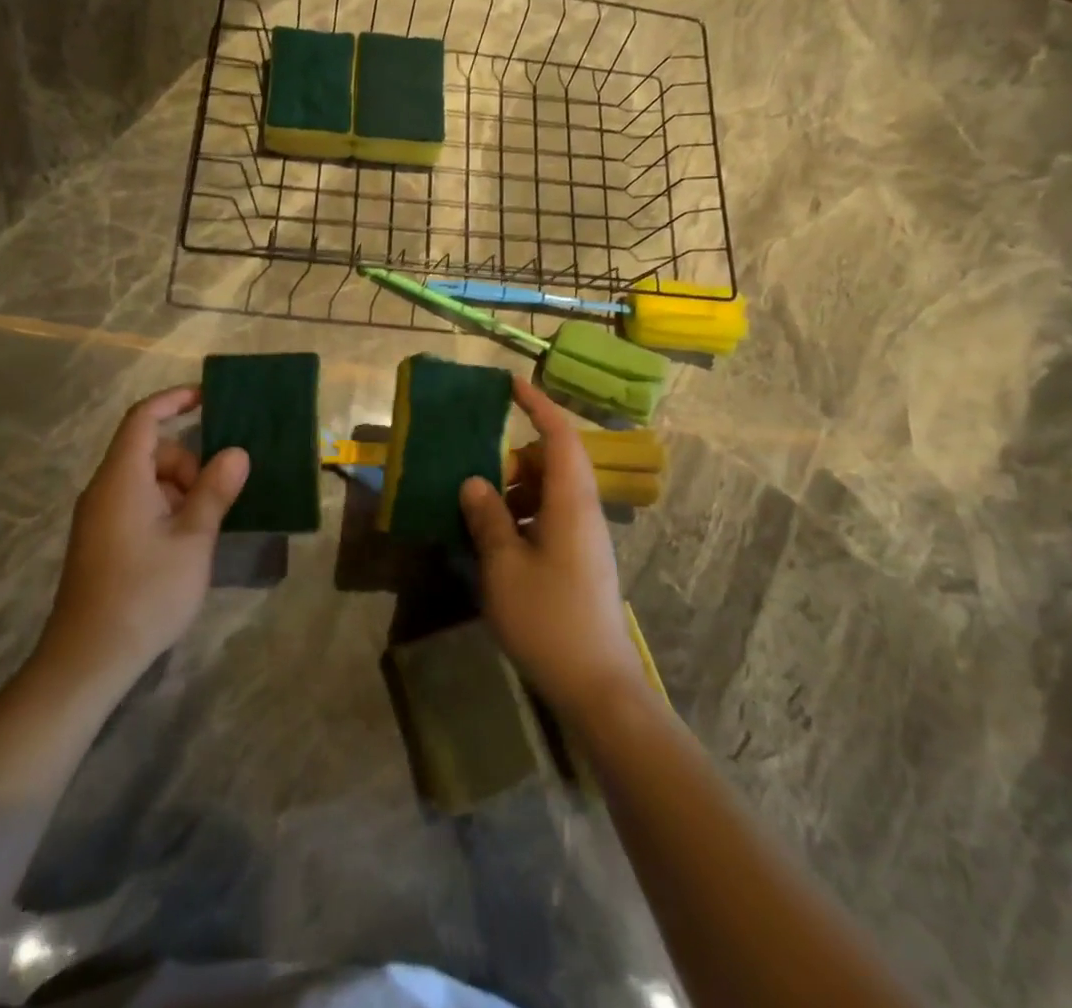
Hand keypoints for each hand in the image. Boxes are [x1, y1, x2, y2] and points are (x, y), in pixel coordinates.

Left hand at [36, 386, 249, 682]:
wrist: (88, 661)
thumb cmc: (145, 593)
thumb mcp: (193, 540)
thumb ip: (215, 491)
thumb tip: (236, 453)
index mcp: (122, 478)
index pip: (144, 419)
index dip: (174, 400)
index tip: (209, 398)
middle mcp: (105, 489)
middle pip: (151, 451)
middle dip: (189, 463)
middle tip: (215, 499)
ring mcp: (100, 517)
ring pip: (146, 480)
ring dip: (180, 490)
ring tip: (203, 530)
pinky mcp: (101, 541)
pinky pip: (137, 504)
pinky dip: (166, 508)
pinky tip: (184, 544)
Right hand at [460, 376, 645, 720]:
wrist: (598, 687)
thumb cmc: (549, 619)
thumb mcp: (504, 567)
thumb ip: (488, 518)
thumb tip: (475, 481)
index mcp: (571, 502)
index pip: (559, 436)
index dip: (537, 405)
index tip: (511, 385)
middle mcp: (583, 512)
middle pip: (552, 462)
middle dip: (513, 457)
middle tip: (474, 469)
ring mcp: (584, 538)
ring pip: (548, 492)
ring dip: (514, 490)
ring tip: (476, 507)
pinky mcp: (579, 561)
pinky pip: (549, 519)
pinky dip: (521, 517)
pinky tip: (493, 541)